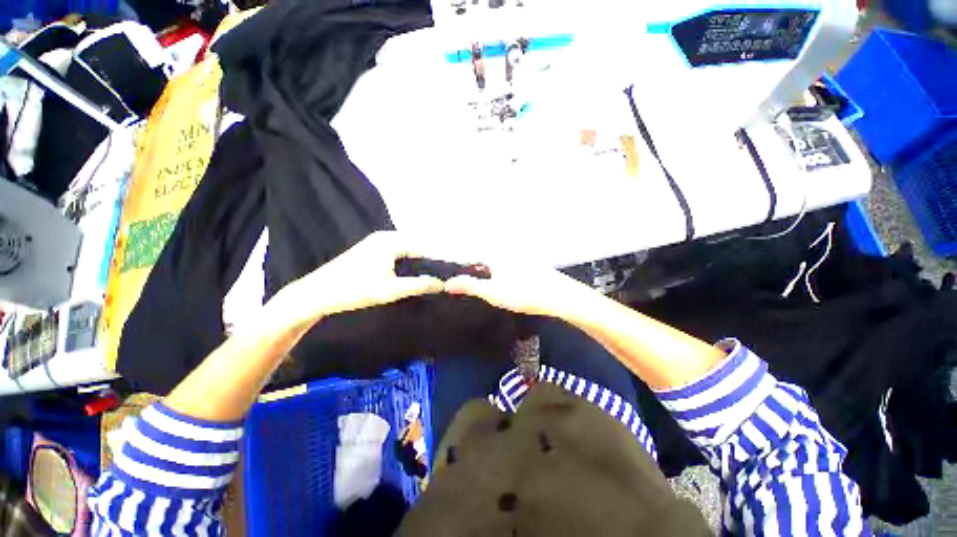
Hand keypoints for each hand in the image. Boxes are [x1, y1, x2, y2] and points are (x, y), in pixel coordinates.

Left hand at [270, 231, 443, 330]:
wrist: (317, 294)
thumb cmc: (355, 289)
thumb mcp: (391, 290)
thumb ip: (419, 285)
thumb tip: (442, 284)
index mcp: (391, 241)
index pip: (423, 247)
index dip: (436, 261)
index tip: (446, 275)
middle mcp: (385, 236)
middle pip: (415, 247)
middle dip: (426, 262)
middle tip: (438, 279)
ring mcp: (375, 242)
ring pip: (405, 251)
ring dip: (416, 264)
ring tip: (427, 279)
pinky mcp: (369, 250)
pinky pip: (395, 253)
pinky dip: (405, 263)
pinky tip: (408, 275)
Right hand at [444, 260, 598, 319]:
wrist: (558, 296)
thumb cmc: (522, 293)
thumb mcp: (492, 292)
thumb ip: (469, 286)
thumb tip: (447, 283)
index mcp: (495, 254)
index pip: (470, 255)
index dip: (460, 265)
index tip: (454, 279)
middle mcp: (505, 251)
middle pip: (483, 257)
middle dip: (473, 268)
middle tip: (467, 284)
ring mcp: (518, 257)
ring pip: (495, 261)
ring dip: (486, 271)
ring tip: (482, 286)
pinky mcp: (528, 264)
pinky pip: (507, 265)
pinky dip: (500, 273)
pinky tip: (503, 284)